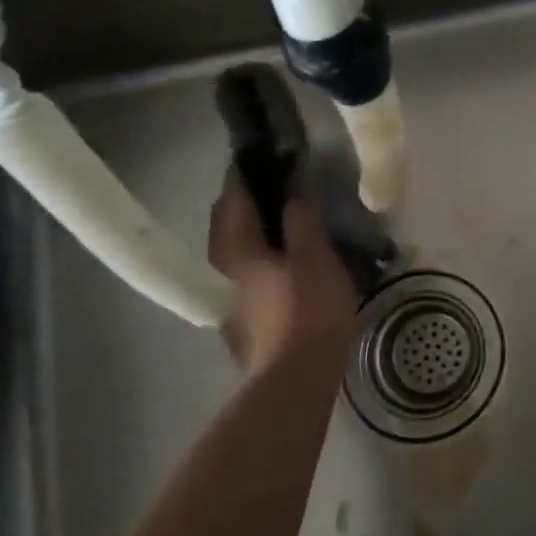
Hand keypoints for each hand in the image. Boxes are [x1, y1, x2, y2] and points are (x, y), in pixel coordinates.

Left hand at [208, 169, 359, 375]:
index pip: (232, 198)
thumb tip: (294, 197)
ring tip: (288, 224)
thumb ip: (302, 221)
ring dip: (257, 233)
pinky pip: (249, 275)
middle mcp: (221, 271)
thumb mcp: (315, 255)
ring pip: (238, 252)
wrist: (295, 378)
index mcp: (234, 249)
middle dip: (249, 203)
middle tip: (281, 188)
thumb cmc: (307, 308)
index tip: (267, 157)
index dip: (247, 174)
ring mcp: (228, 299)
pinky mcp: (243, 321)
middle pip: (229, 225)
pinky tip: (288, 264)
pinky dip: (264, 259)